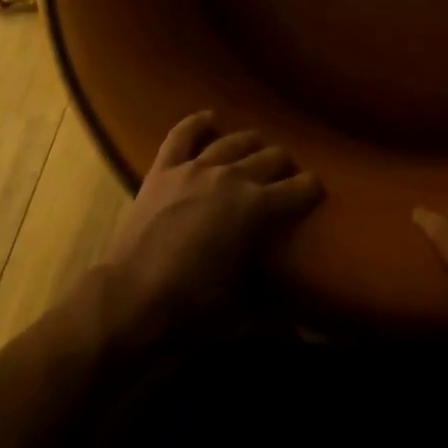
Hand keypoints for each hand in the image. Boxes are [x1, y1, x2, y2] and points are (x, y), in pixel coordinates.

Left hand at [97, 112, 320, 342]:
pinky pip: (182, 135)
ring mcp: (196, 168)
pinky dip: (197, 123)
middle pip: (269, 157)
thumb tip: (305, 331)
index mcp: (256, 207)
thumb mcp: (242, 311)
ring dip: (250, 144)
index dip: (311, 188)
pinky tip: (209, 117)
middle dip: (283, 165)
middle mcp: (232, 177)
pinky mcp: (164, 169)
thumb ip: (275, 311)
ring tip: (258, 147)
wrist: (129, 300)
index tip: (317, 189)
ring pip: (233, 142)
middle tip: (287, 175)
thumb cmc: (192, 308)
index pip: (298, 189)